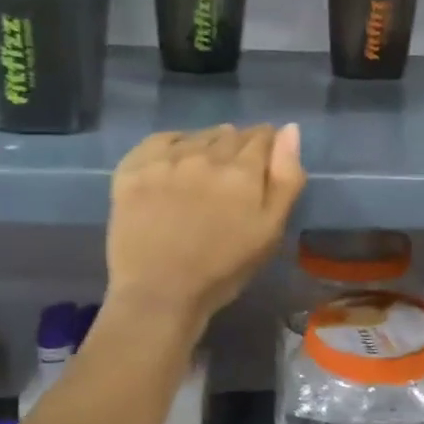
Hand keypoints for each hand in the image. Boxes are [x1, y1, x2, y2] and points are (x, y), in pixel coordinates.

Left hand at [106, 124, 306, 324]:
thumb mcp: (270, 231)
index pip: (262, 137)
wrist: (158, 294)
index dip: (268, 146)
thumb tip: (290, 129)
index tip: (265, 162)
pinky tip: (176, 161)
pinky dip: (174, 144)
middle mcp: (204, 155)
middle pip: (230, 134)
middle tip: (235, 175)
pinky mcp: (133, 168)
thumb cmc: (223, 269)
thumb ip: (286, 178)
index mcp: (242, 171)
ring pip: (198, 136)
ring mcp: (165, 160)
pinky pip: (160, 139)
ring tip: (206, 170)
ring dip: (208, 145)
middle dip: (239, 147)